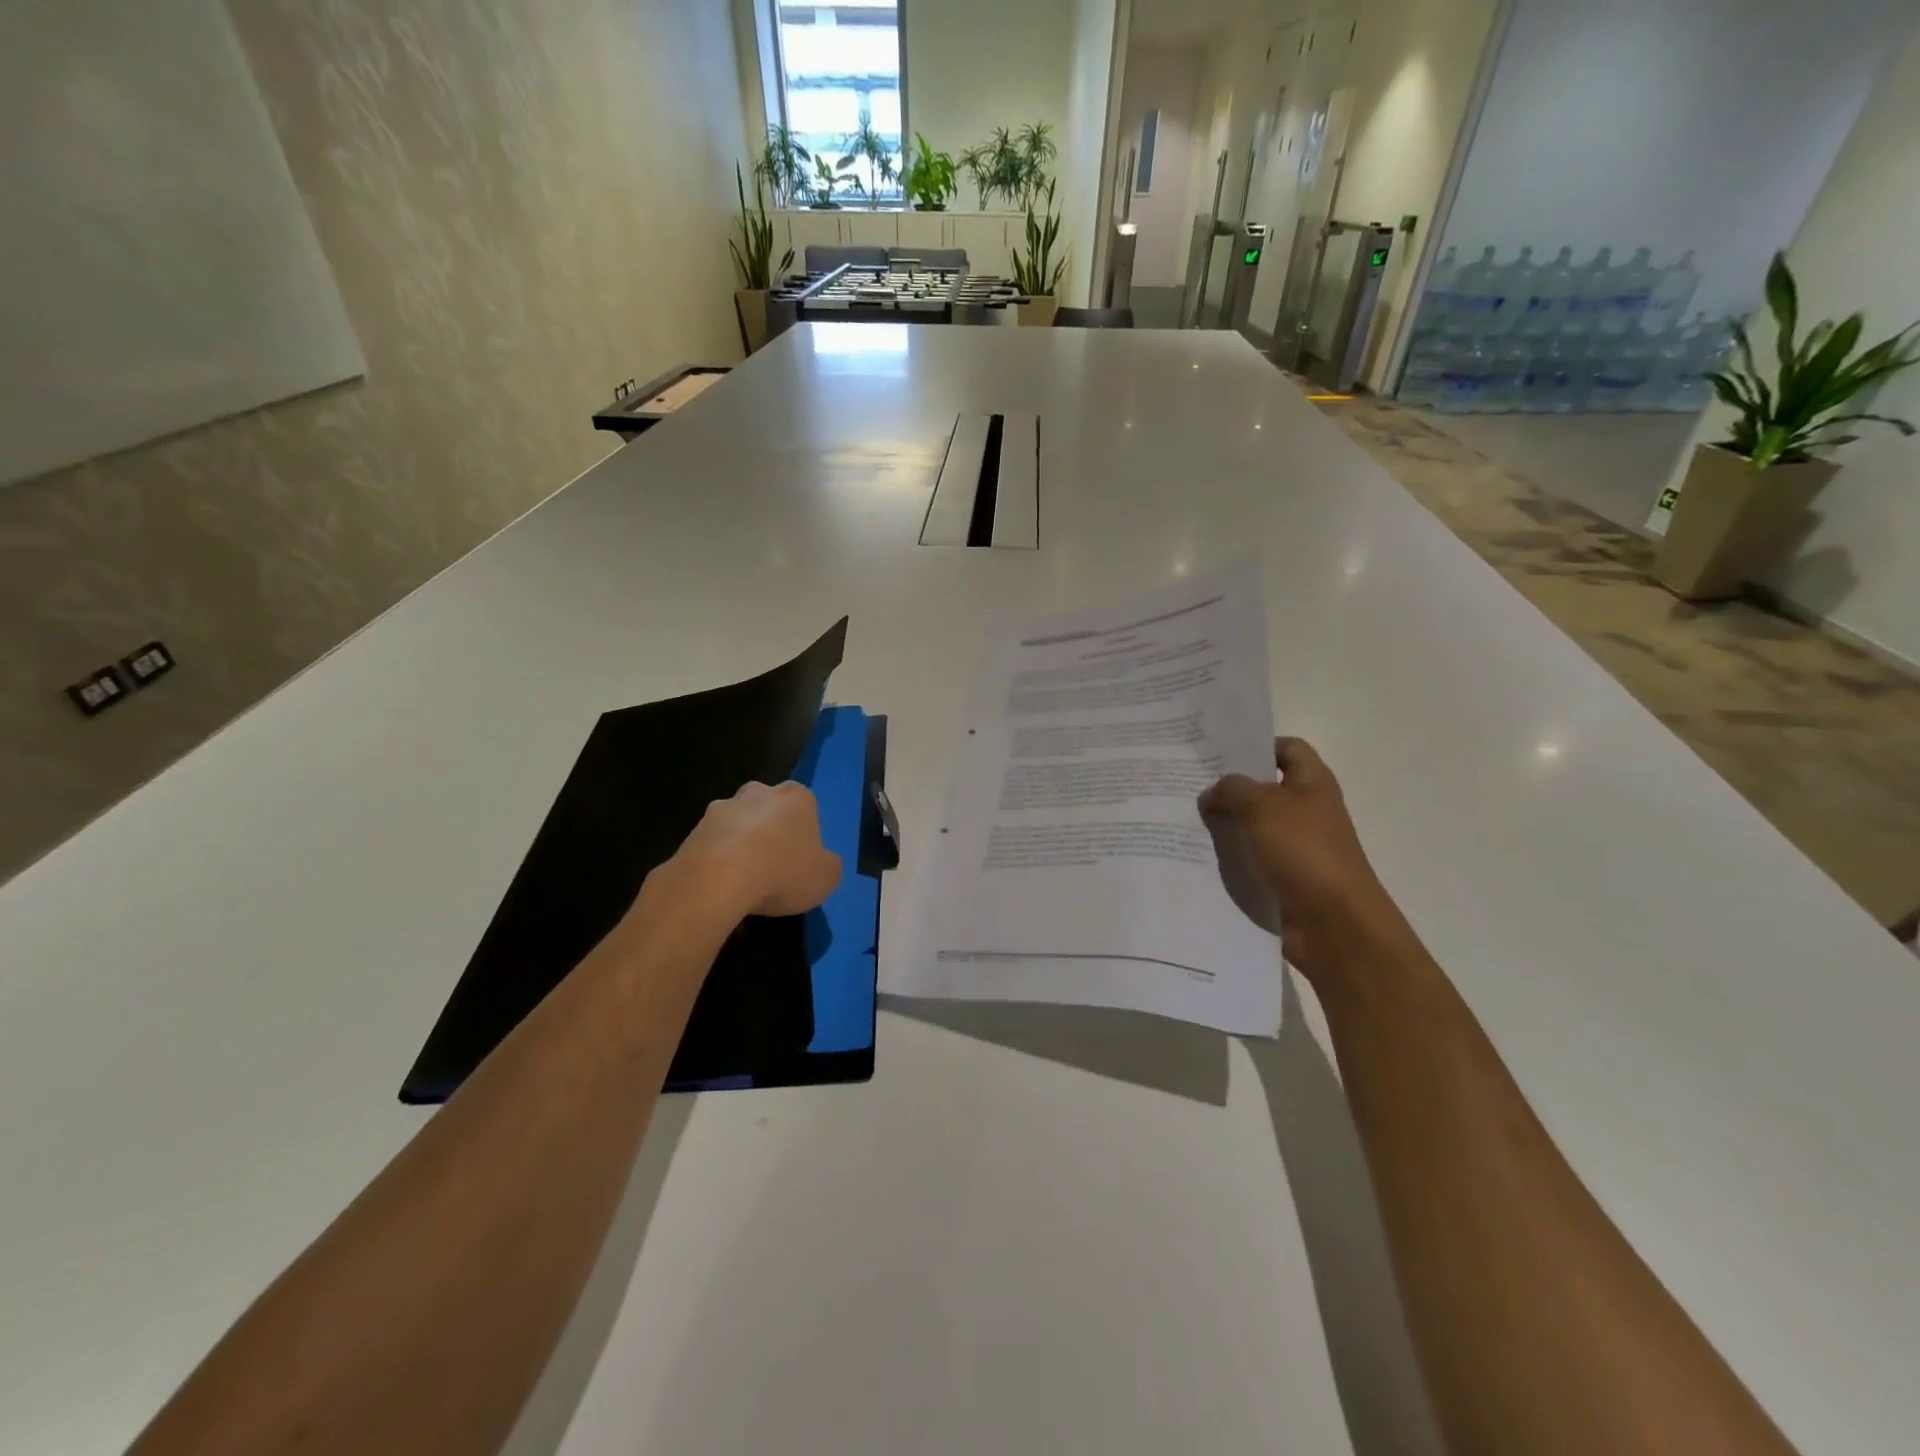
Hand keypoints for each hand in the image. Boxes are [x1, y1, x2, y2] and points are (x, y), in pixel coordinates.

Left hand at [662, 781, 842, 922]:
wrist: (717, 880)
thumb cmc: (782, 871)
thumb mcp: (827, 877)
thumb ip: (828, 865)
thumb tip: (820, 863)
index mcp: (796, 797)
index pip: (806, 808)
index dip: (805, 835)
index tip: (802, 861)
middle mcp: (758, 792)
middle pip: (768, 810)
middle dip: (770, 832)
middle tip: (773, 867)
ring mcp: (721, 809)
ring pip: (737, 826)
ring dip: (740, 846)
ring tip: (743, 883)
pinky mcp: (692, 830)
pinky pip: (712, 846)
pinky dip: (716, 862)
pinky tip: (721, 888)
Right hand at [1198, 738, 1409, 984]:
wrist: (1333, 923)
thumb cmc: (1304, 851)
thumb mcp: (1262, 806)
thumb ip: (1231, 790)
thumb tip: (1212, 793)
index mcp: (1312, 783)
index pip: (1287, 748)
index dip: (1256, 745)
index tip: (1217, 752)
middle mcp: (1306, 810)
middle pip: (1264, 788)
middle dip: (1228, 787)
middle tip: (1187, 784)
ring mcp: (1295, 846)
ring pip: (1252, 825)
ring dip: (1223, 823)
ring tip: (1183, 818)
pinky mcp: (1282, 877)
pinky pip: (1249, 858)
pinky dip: (1228, 855)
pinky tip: (1196, 854)